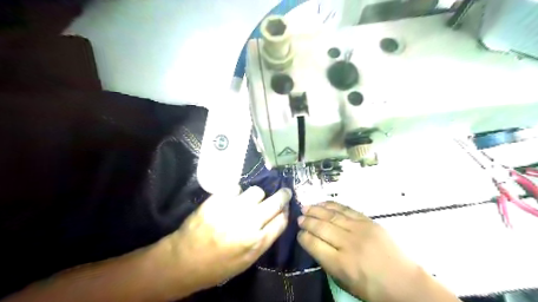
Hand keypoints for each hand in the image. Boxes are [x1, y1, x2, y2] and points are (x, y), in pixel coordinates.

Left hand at [165, 187, 289, 292]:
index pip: (282, 220)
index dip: (286, 211)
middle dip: (283, 195)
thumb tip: (279, 217)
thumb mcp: (247, 261)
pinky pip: (235, 188)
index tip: (285, 208)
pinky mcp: (216, 201)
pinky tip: (232, 200)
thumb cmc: (218, 265)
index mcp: (257, 242)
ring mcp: (232, 210)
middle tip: (284, 192)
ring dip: (257, 196)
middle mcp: (248, 223)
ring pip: (257, 191)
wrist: (184, 260)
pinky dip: (236, 193)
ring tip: (250, 201)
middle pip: (276, 202)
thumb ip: (265, 239)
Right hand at [296, 201, 421, 301]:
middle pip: (321, 227)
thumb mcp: (344, 282)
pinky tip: (323, 203)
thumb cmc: (372, 289)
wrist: (404, 283)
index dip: (303, 237)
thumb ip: (327, 262)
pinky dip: (332, 205)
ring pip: (332, 215)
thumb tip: (314, 243)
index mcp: (340, 264)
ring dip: (316, 210)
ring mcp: (359, 230)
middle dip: (307, 221)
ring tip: (305, 207)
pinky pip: (346, 209)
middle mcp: (348, 244)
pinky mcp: (368, 222)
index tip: (299, 234)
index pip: (314, 244)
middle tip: (299, 218)